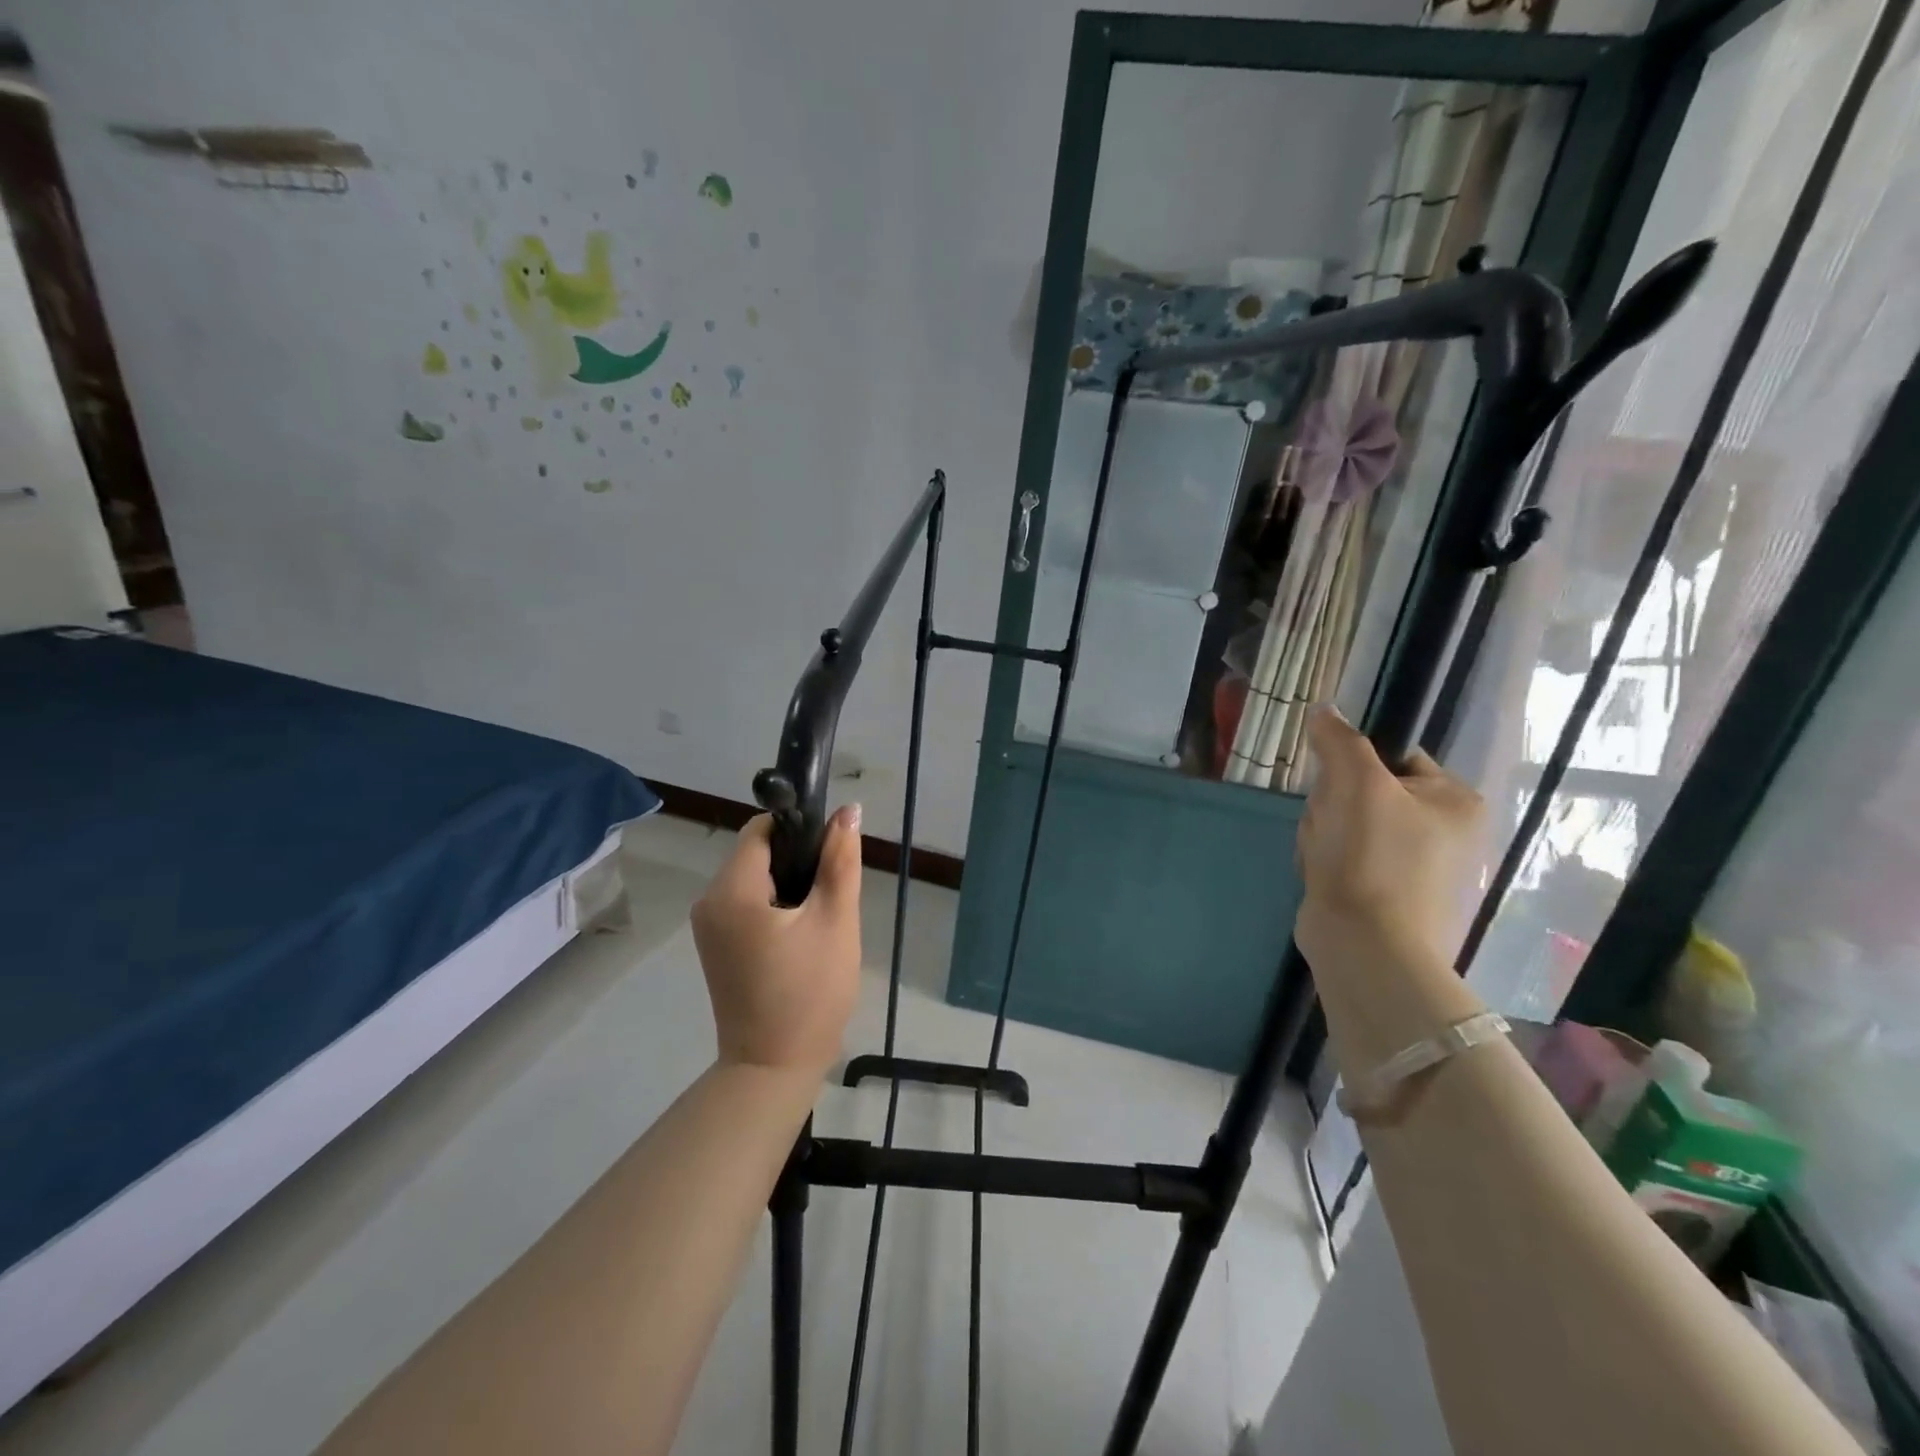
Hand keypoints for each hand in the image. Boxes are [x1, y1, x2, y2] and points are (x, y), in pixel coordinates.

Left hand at [691, 808, 863, 1076]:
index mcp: (732, 890)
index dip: (799, 830)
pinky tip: (801, 934)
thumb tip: (848, 811)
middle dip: (797, 861)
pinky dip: (776, 907)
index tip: (831, 853)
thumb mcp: (836, 921)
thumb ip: (840, 861)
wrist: (773, 1068)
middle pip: (757, 854)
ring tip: (821, 917)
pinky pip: (747, 905)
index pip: (761, 830)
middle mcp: (709, 901)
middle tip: (832, 893)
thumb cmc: (810, 992)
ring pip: (755, 880)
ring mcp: (709, 927)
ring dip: (789, 885)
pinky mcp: (716, 946)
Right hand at [1295, 706, 1484, 971]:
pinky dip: (1327, 861)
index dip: (1353, 766)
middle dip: (1333, 805)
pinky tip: (1323, 875)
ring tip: (1323, 856)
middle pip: (1365, 790)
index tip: (1337, 789)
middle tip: (1329, 826)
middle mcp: (1448, 832)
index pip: (1395, 757)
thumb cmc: (1370, 856)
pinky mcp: (1390, 895)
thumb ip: (1340, 740)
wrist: (1364, 944)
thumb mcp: (1355, 783)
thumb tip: (1324, 710)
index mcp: (1456, 800)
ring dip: (1323, 832)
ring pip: (1348, 824)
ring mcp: (1419, 867)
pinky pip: (1346, 857)